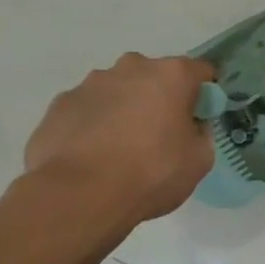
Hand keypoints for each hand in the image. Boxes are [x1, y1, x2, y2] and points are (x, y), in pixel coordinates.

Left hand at [22, 54, 215, 227]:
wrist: (79, 195)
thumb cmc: (151, 173)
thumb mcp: (199, 160)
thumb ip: (200, 134)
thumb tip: (190, 127)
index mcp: (172, 75)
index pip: (200, 71)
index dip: (204, 94)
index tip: (200, 118)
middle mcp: (131, 68)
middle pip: (154, 76)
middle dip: (160, 98)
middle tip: (159, 135)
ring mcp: (90, 84)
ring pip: (117, 90)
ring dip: (124, 109)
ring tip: (119, 149)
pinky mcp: (60, 104)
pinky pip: (87, 109)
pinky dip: (93, 124)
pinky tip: (91, 155)